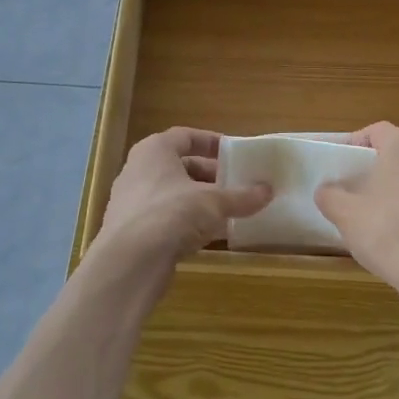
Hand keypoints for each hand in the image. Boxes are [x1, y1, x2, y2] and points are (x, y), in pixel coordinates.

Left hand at [95, 127, 271, 270]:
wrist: (130, 262)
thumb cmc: (171, 214)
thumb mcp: (214, 202)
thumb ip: (241, 196)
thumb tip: (268, 191)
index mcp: (155, 151)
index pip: (186, 136)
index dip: (211, 142)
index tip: (234, 153)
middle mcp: (139, 171)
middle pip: (181, 166)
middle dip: (211, 176)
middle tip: (237, 185)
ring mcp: (133, 202)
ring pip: (174, 194)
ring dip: (201, 201)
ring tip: (230, 210)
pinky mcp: (133, 231)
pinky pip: (167, 219)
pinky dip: (188, 223)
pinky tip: (211, 235)